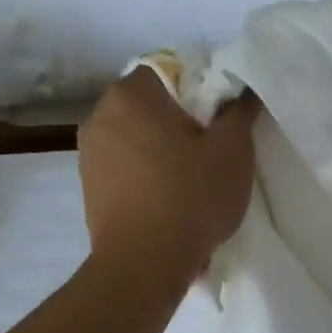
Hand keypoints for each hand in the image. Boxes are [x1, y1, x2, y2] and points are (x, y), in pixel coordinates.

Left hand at [77, 70, 259, 277]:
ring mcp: (88, 152)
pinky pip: (125, 166)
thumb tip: (242, 92)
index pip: (170, 70)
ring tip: (191, 179)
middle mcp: (100, 114)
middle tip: (212, 149)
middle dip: (181, 121)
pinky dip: (147, 174)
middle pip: (151, 105)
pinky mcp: (89, 186)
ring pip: (136, 136)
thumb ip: (239, 112)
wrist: (145, 262)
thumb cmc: (192, 196)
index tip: (221, 119)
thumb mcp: (234, 150)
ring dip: (162, 149)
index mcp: (132, 94)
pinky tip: (169, 199)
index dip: (201, 90)